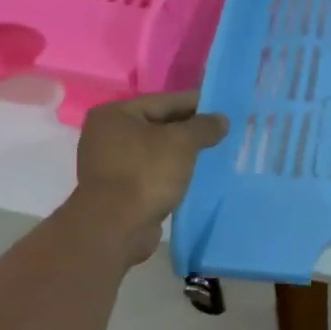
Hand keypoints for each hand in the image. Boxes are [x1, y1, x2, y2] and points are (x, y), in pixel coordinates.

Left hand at [69, 91, 228, 264]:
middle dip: (190, 130)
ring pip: (156, 151)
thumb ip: (204, 126)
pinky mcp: (118, 189)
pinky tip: (194, 175)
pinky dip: (172, 172)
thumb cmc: (146, 174)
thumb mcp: (182, 142)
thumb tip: (221, 119)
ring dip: (182, 153)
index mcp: (115, 114)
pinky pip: (152, 172)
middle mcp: (107, 135)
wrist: (117, 227)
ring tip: (213, 153)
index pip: (165, 101)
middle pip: (159, 125)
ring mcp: (110, 164)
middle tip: (223, 132)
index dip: (196, 104)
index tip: (223, 107)